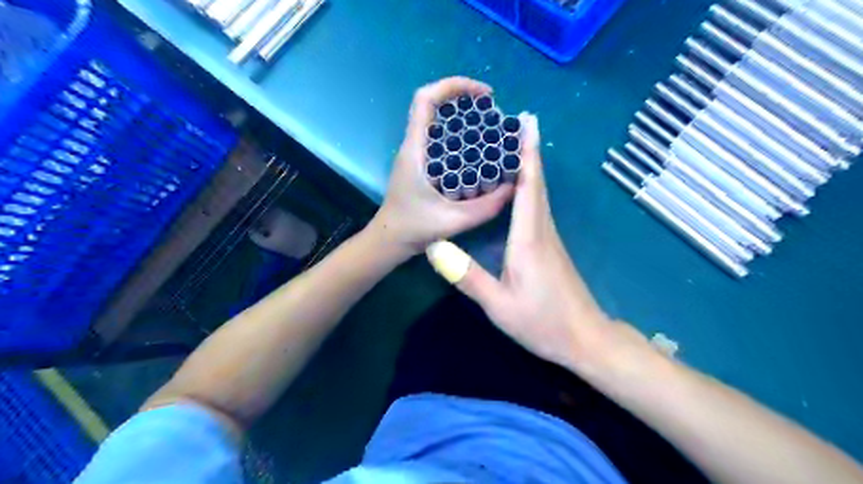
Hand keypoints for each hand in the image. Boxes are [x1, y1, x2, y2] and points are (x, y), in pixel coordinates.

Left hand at [369, 75, 511, 256]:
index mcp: (415, 150)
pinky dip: (461, 138)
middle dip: (465, 102)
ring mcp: (416, 155)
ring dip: (464, 119)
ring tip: (491, 131)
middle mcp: (414, 146)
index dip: (454, 85)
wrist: (390, 241)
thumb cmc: (413, 228)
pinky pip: (441, 140)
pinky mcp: (421, 165)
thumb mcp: (453, 220)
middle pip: (434, 106)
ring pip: (438, 123)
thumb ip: (485, 207)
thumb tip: (513, 187)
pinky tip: (479, 153)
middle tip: (493, 117)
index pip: (426, 99)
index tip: (484, 94)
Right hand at [426, 113, 619, 369]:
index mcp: (529, 238)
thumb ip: (467, 276)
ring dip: (530, 166)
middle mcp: (542, 230)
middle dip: (529, 151)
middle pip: (536, 183)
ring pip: (539, 193)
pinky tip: (521, 187)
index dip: (527, 154)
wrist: (584, 340)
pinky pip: (539, 207)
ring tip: (515, 146)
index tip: (527, 123)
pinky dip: (531, 187)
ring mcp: (549, 238)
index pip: (528, 187)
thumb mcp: (498, 305)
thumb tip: (434, 247)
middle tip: (518, 123)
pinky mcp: (550, 247)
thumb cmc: (542, 323)